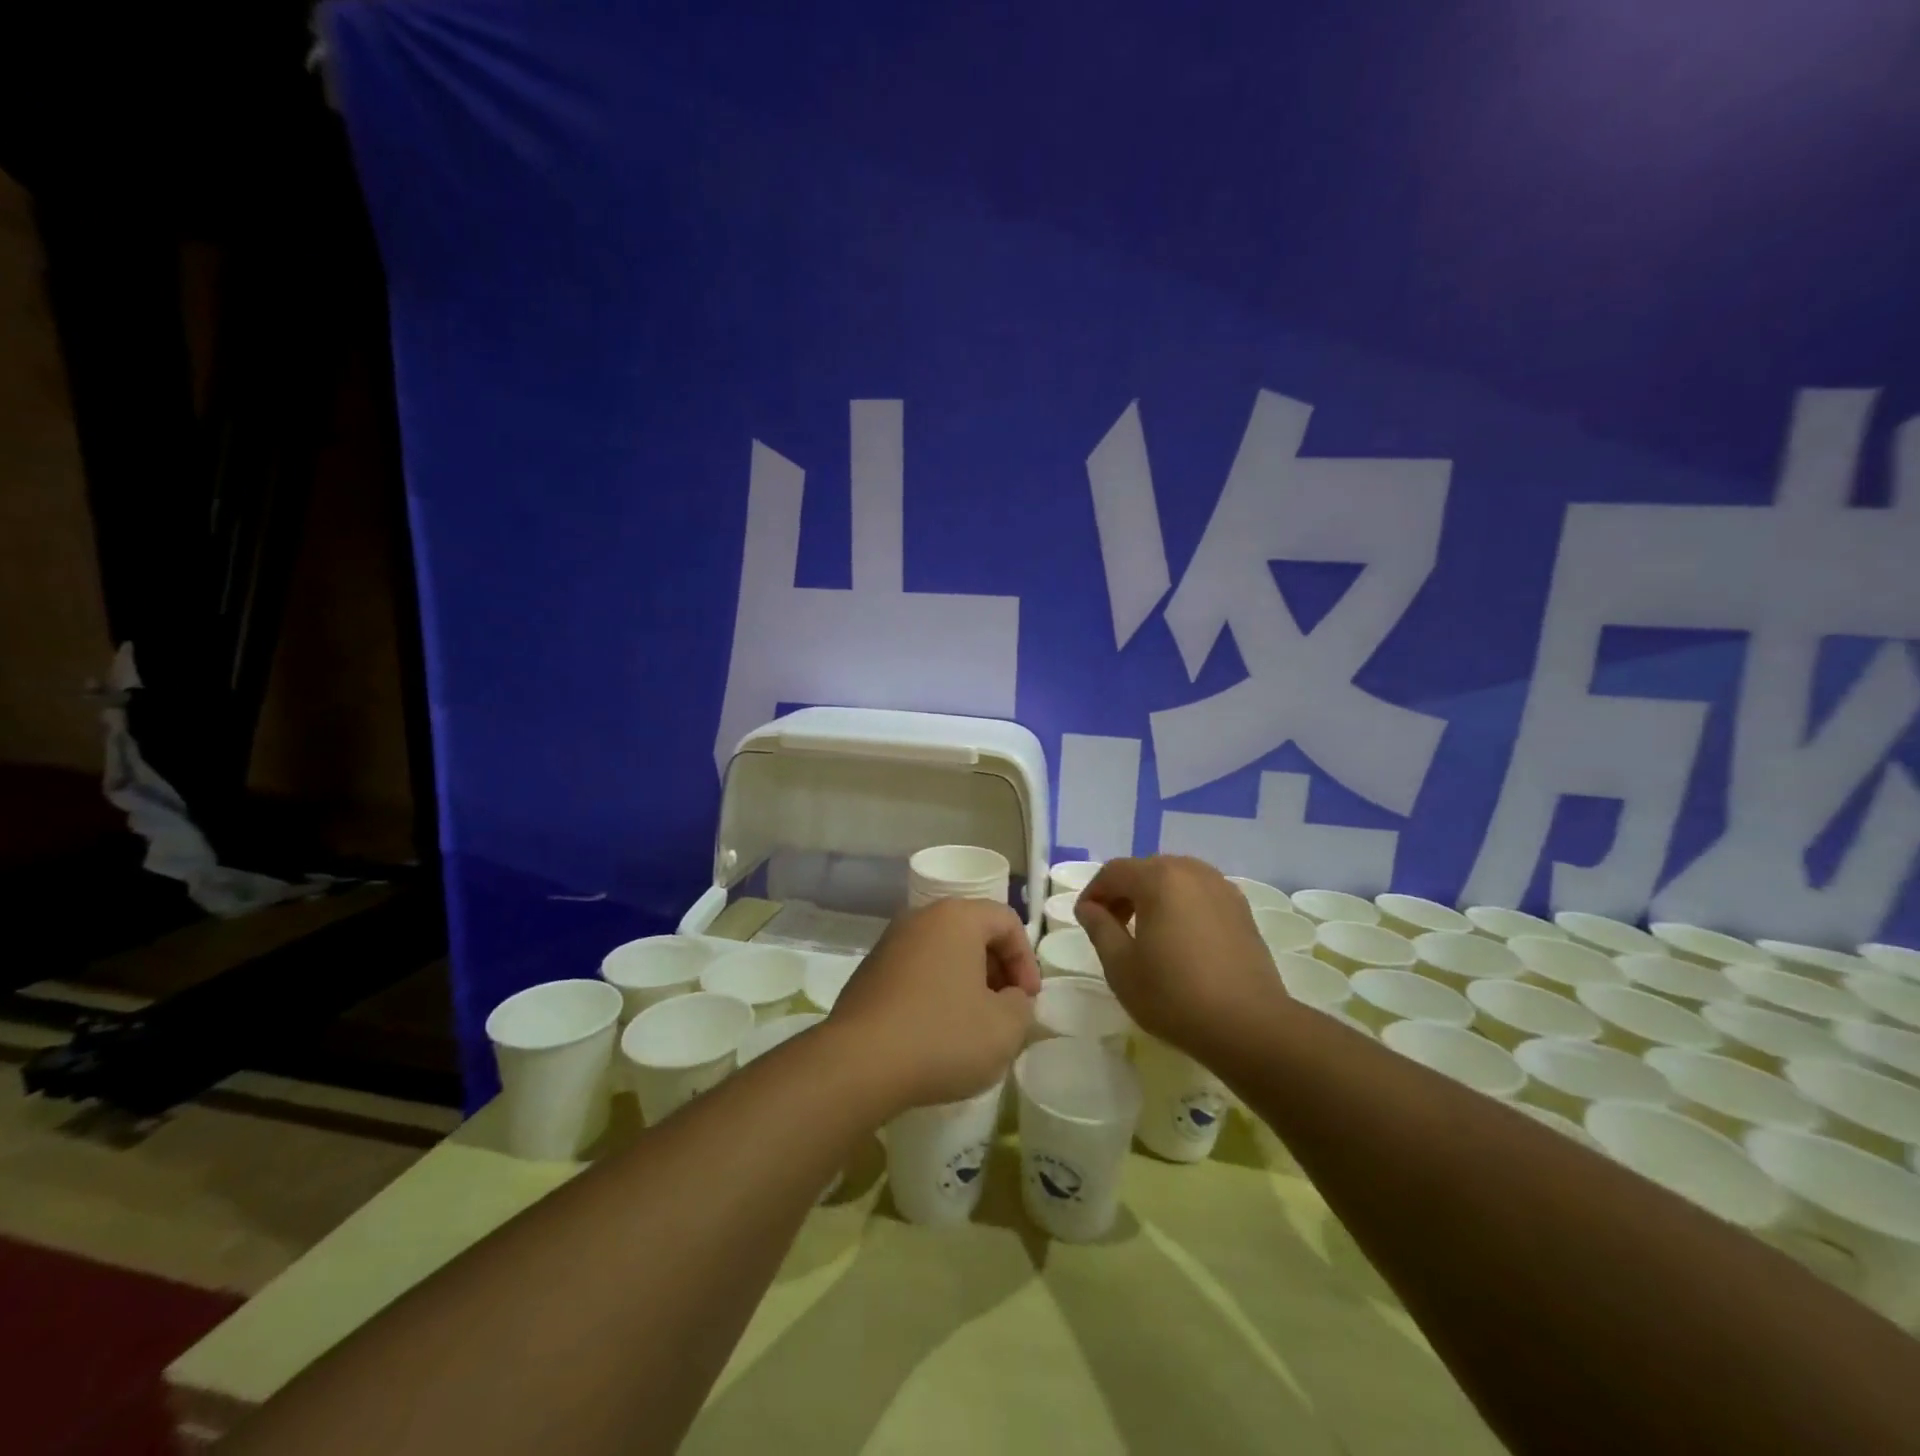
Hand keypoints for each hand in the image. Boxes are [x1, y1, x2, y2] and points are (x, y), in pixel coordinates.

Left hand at [828, 898, 1039, 1112]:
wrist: (858, 1063)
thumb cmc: (942, 1036)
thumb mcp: (1005, 1028)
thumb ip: (1021, 1006)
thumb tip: (1010, 999)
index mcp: (956, 918)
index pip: (1006, 921)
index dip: (1026, 960)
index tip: (1029, 1000)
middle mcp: (920, 918)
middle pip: (972, 932)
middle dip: (997, 969)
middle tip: (1006, 1009)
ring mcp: (889, 943)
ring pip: (942, 952)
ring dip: (965, 981)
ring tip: (973, 1024)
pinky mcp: (868, 972)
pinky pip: (915, 971)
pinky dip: (935, 991)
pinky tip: (936, 1032)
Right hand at [1076, 856, 1280, 1056]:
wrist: (1249, 1026)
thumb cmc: (1174, 995)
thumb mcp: (1121, 966)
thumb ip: (1100, 928)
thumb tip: (1089, 908)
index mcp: (1159, 878)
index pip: (1114, 872)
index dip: (1094, 893)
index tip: (1085, 920)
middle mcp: (1192, 872)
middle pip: (1146, 870)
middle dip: (1123, 893)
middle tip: (1111, 927)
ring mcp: (1222, 888)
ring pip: (1175, 880)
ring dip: (1153, 897)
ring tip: (1145, 933)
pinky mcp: (1242, 910)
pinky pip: (1200, 895)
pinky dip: (1181, 906)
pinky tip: (1180, 940)